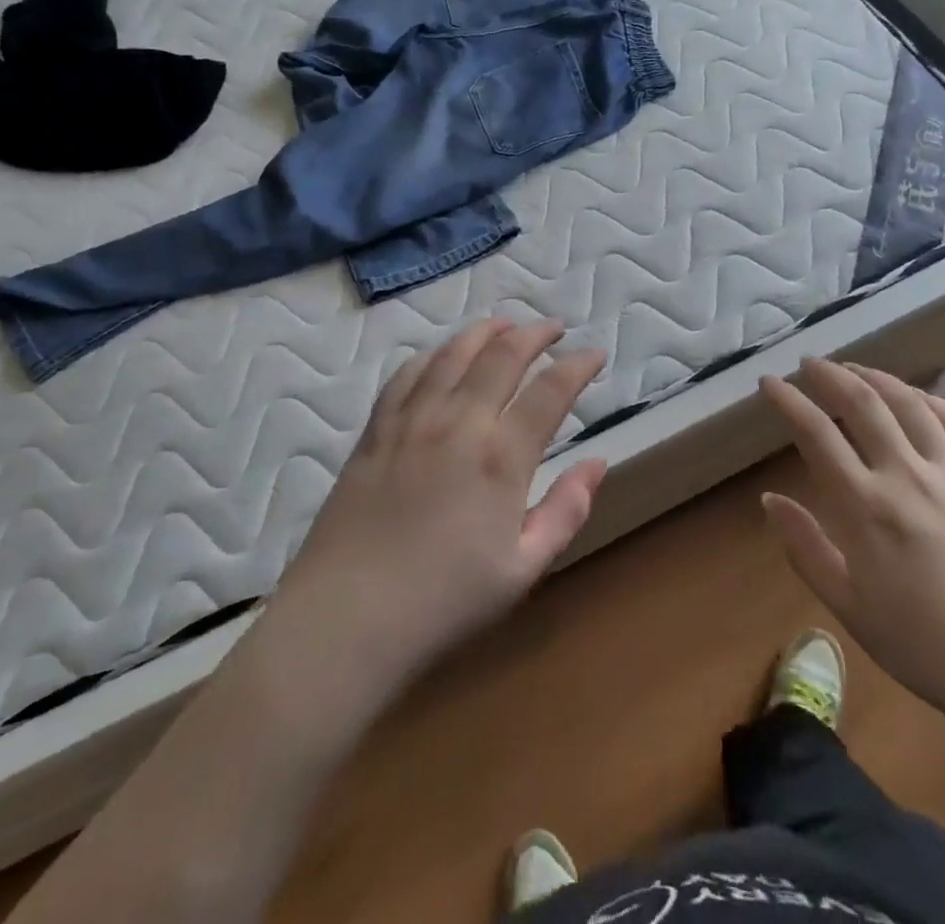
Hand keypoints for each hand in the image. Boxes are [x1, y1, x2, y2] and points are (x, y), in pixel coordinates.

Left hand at [257, 317, 607, 725]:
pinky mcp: (376, 429)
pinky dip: (433, 354)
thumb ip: (566, 511)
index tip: (594, 355)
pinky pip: (407, 374)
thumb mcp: (523, 570)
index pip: (551, 390)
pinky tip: (442, 354)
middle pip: (502, 354)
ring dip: (485, 331)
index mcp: (501, 457)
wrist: (347, 619)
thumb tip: (597, 463)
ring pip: (453, 352)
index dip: (578, 365)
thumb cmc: (443, 602)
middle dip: (535, 333)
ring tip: (505, 324)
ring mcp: (412, 420)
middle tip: (553, 329)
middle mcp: (459, 422)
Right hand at [760, 359, 944, 726]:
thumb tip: (769, 499)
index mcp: (865, 507)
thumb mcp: (850, 609)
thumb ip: (805, 548)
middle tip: (810, 363)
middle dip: (829, 375)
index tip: (769, 382)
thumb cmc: (930, 650)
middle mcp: (907, 476)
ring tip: (856, 369)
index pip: (816, 433)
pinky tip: (918, 398)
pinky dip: (931, 401)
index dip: (788, 401)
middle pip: (862, 404)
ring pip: (910, 404)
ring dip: (877, 378)